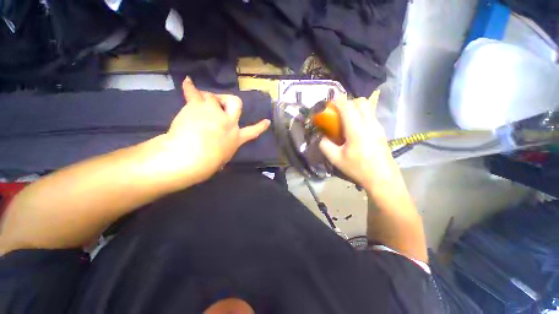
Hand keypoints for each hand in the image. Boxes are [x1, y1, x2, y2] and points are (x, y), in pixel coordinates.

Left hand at [151, 78, 269, 185]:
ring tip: (199, 102)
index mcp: (236, 138)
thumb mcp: (222, 158)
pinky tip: (188, 81)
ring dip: (207, 98)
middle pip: (235, 103)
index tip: (267, 121)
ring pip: (212, 96)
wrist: (190, 158)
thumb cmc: (207, 164)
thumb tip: (218, 145)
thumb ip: (224, 147)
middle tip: (221, 103)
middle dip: (229, 100)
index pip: (253, 132)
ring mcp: (213, 112)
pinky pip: (193, 93)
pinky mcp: (197, 107)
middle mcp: (228, 122)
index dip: (260, 126)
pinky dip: (190, 87)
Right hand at [319, 92, 399, 190]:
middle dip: (347, 102)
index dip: (337, 101)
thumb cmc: (358, 169)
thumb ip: (325, 146)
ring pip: (367, 107)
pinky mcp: (381, 130)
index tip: (329, 103)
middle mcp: (369, 124)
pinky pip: (370, 114)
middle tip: (338, 114)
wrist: (382, 179)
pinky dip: (361, 114)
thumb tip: (322, 137)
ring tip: (346, 120)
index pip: (347, 107)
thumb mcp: (336, 160)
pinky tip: (355, 129)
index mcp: (357, 131)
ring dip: (355, 108)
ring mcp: (378, 126)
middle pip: (360, 101)